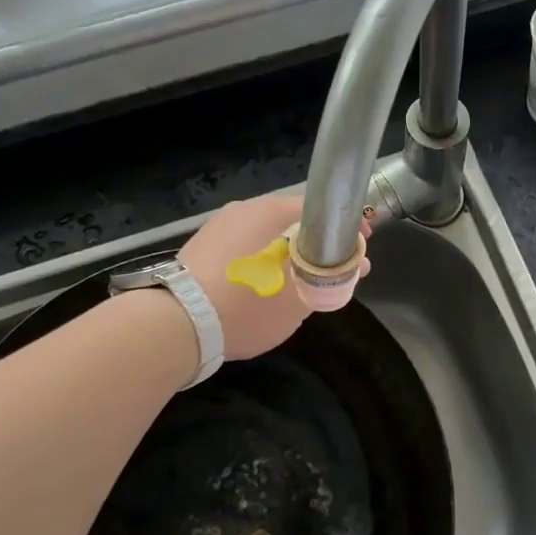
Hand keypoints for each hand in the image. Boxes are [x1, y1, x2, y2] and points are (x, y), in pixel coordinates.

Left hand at [179, 192, 361, 361]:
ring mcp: (219, 227)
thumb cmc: (245, 306)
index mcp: (271, 211)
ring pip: (268, 237)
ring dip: (290, 256)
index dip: (346, 230)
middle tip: (336, 274)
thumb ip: (329, 280)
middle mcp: (244, 209)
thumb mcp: (298, 301)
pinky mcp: (201, 248)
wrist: (175, 325)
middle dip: (319, 246)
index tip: (361, 251)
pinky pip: (245, 249)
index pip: (321, 209)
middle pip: (294, 223)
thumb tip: (351, 267)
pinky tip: (266, 289)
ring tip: (302, 286)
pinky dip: (263, 262)